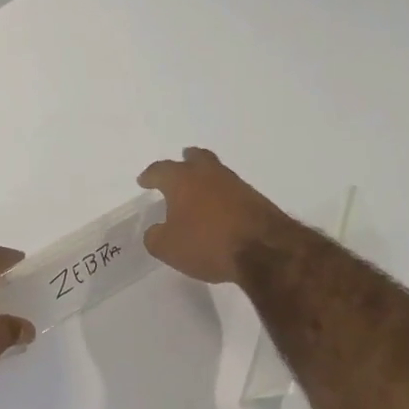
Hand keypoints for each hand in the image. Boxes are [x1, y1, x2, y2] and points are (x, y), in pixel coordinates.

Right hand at [137, 147, 296, 284]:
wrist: (264, 250)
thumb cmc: (207, 243)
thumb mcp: (167, 248)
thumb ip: (155, 236)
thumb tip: (156, 230)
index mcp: (182, 180)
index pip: (161, 170)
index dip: (150, 176)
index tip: (144, 181)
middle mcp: (209, 174)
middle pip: (196, 158)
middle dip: (186, 160)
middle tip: (181, 162)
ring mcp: (236, 184)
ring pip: (216, 173)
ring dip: (207, 179)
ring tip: (200, 190)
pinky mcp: (256, 199)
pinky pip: (232, 191)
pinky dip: (223, 196)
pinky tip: (220, 209)